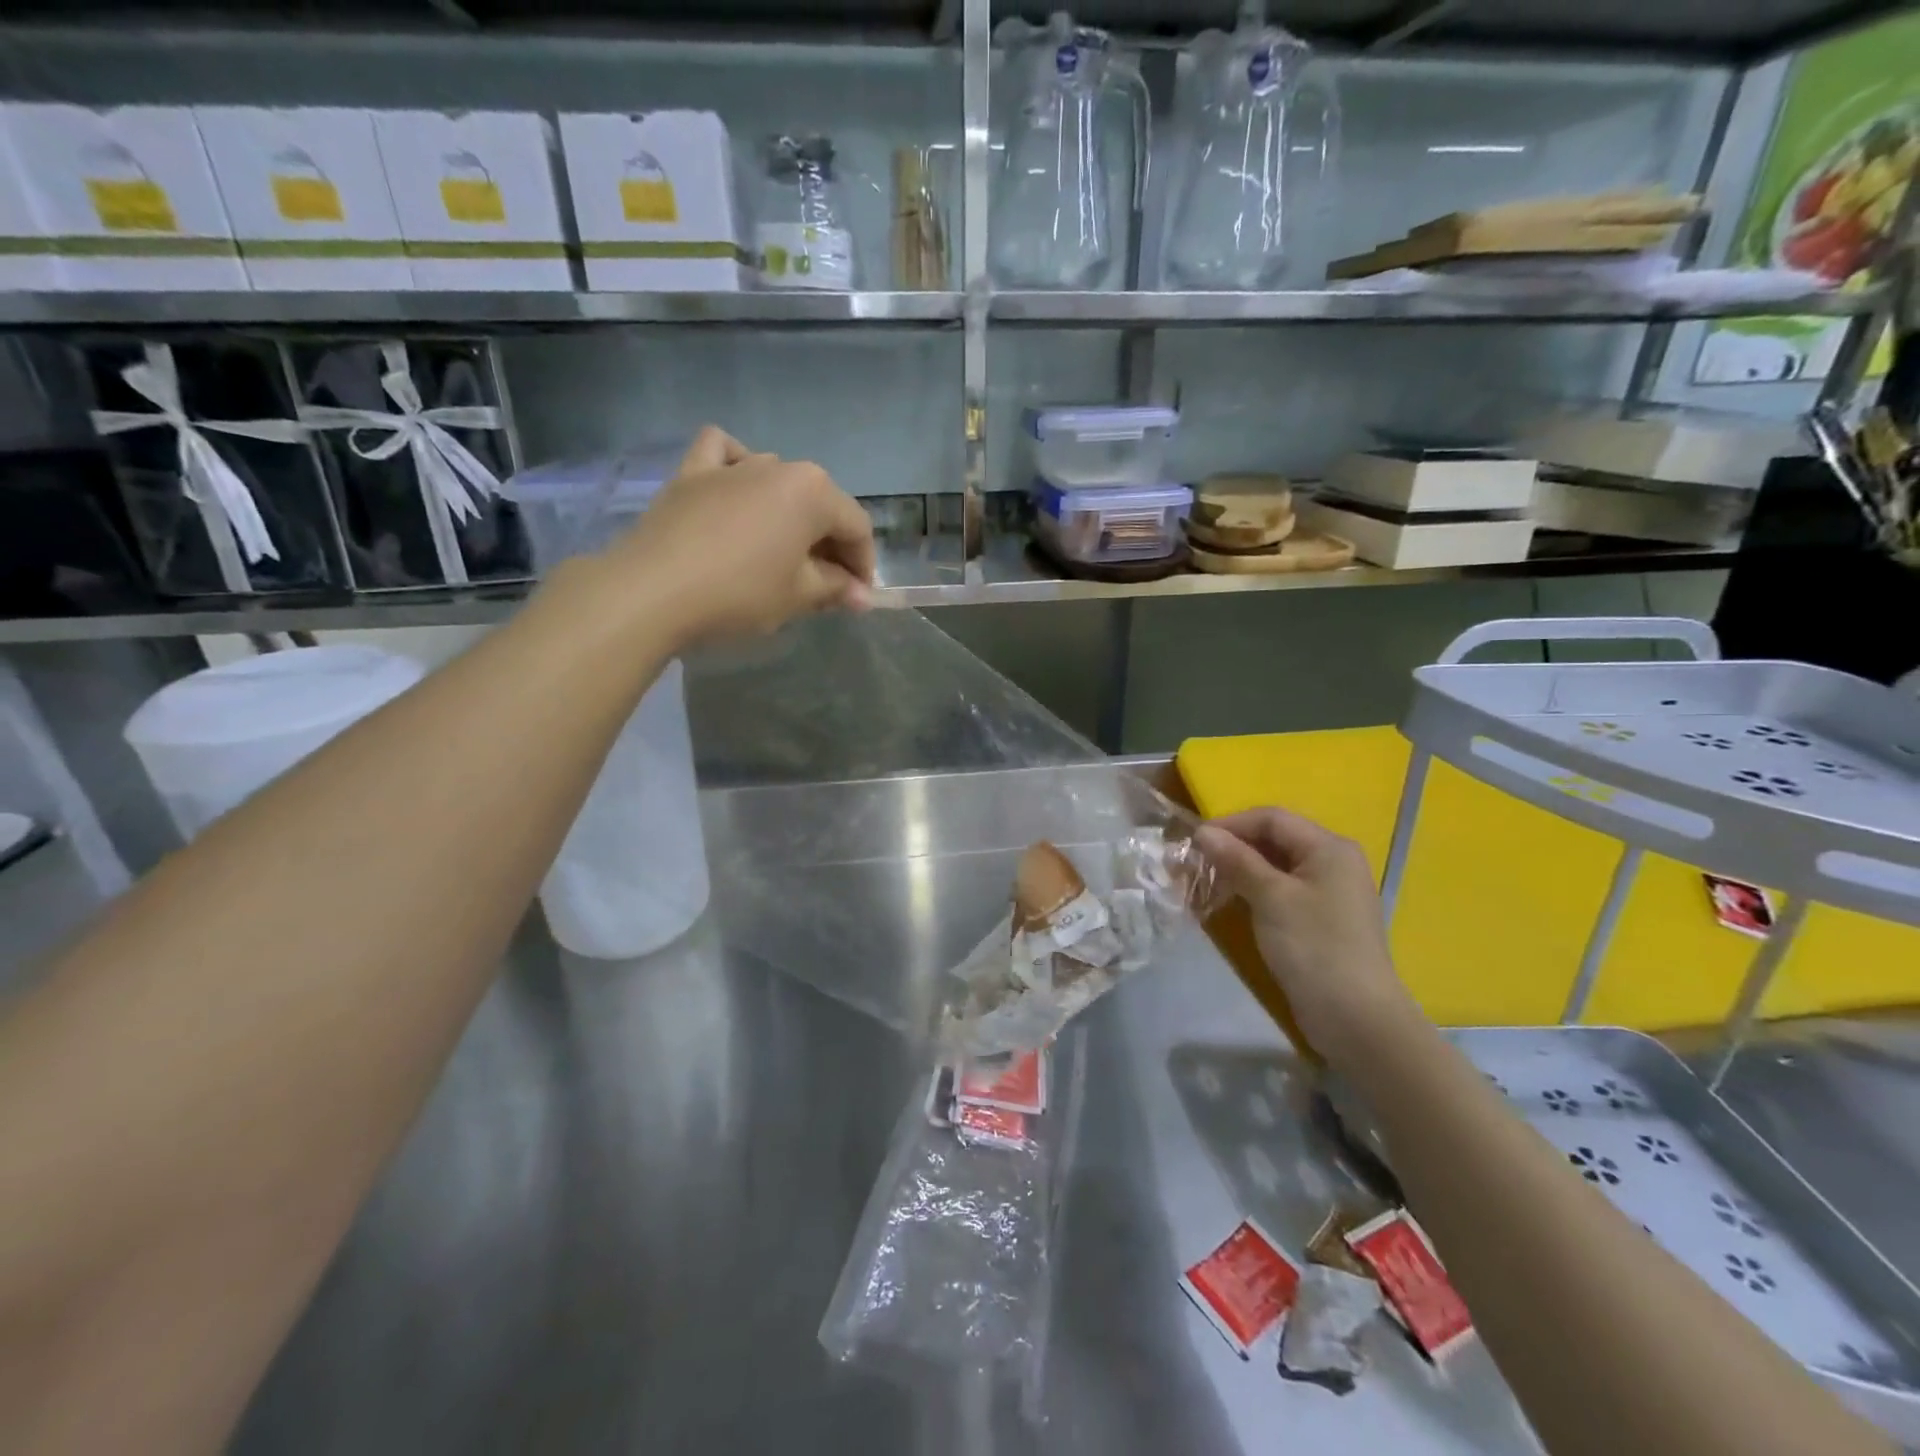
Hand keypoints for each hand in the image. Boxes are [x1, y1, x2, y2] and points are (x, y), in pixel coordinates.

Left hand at [608, 426, 876, 644]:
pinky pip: (723, 455)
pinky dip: (736, 466)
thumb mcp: (799, 596)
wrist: (651, 590)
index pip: (856, 527)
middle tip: (826, 586)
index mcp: (813, 491)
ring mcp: (732, 464)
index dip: (864, 566)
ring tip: (783, 551)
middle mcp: (779, 466)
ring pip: (778, 480)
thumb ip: (837, 588)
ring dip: (790, 514)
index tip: (858, 598)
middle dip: (830, 544)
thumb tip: (862, 594)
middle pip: (820, 504)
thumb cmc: (739, 593)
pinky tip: (737, 488)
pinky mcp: (692, 472)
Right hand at [1195, 809, 1417, 1064]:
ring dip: (1239, 871)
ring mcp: (1330, 892)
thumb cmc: (1313, 947)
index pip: (1271, 818)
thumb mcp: (1271, 897)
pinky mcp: (1322, 919)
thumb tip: (1203, 832)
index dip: (1230, 825)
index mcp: (1329, 847)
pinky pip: (1282, 891)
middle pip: (1274, 840)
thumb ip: (1237, 860)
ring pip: (1275, 867)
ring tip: (1205, 885)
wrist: (1356, 1018)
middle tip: (1194, 865)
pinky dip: (1254, 891)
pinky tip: (1231, 904)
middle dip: (1232, 848)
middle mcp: (1333, 862)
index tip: (1194, 843)